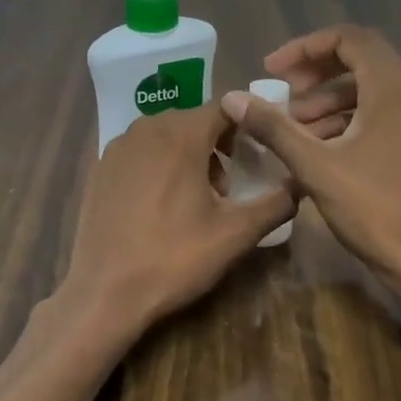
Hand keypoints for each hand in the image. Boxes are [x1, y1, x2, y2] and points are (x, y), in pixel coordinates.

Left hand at [62, 103, 295, 331]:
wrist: (105, 293)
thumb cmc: (175, 258)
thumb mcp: (236, 234)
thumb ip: (277, 203)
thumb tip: (300, 183)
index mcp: (181, 134)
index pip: (226, 107)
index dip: (249, 126)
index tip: (262, 153)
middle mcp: (146, 127)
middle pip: (195, 121)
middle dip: (219, 145)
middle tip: (232, 186)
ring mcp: (117, 147)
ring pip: (166, 136)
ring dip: (190, 155)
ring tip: (200, 199)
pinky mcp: (100, 168)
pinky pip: (141, 152)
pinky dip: (160, 165)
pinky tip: (163, 205)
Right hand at [220, 25, 400, 288]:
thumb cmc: (372, 208)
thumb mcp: (315, 166)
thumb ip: (273, 128)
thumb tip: (232, 98)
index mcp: (390, 89)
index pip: (349, 38)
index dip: (306, 47)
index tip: (273, 71)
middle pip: (359, 59)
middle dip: (315, 70)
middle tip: (283, 92)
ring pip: (367, 90)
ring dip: (327, 99)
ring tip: (294, 125)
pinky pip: (376, 114)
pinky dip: (345, 119)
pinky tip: (318, 147)